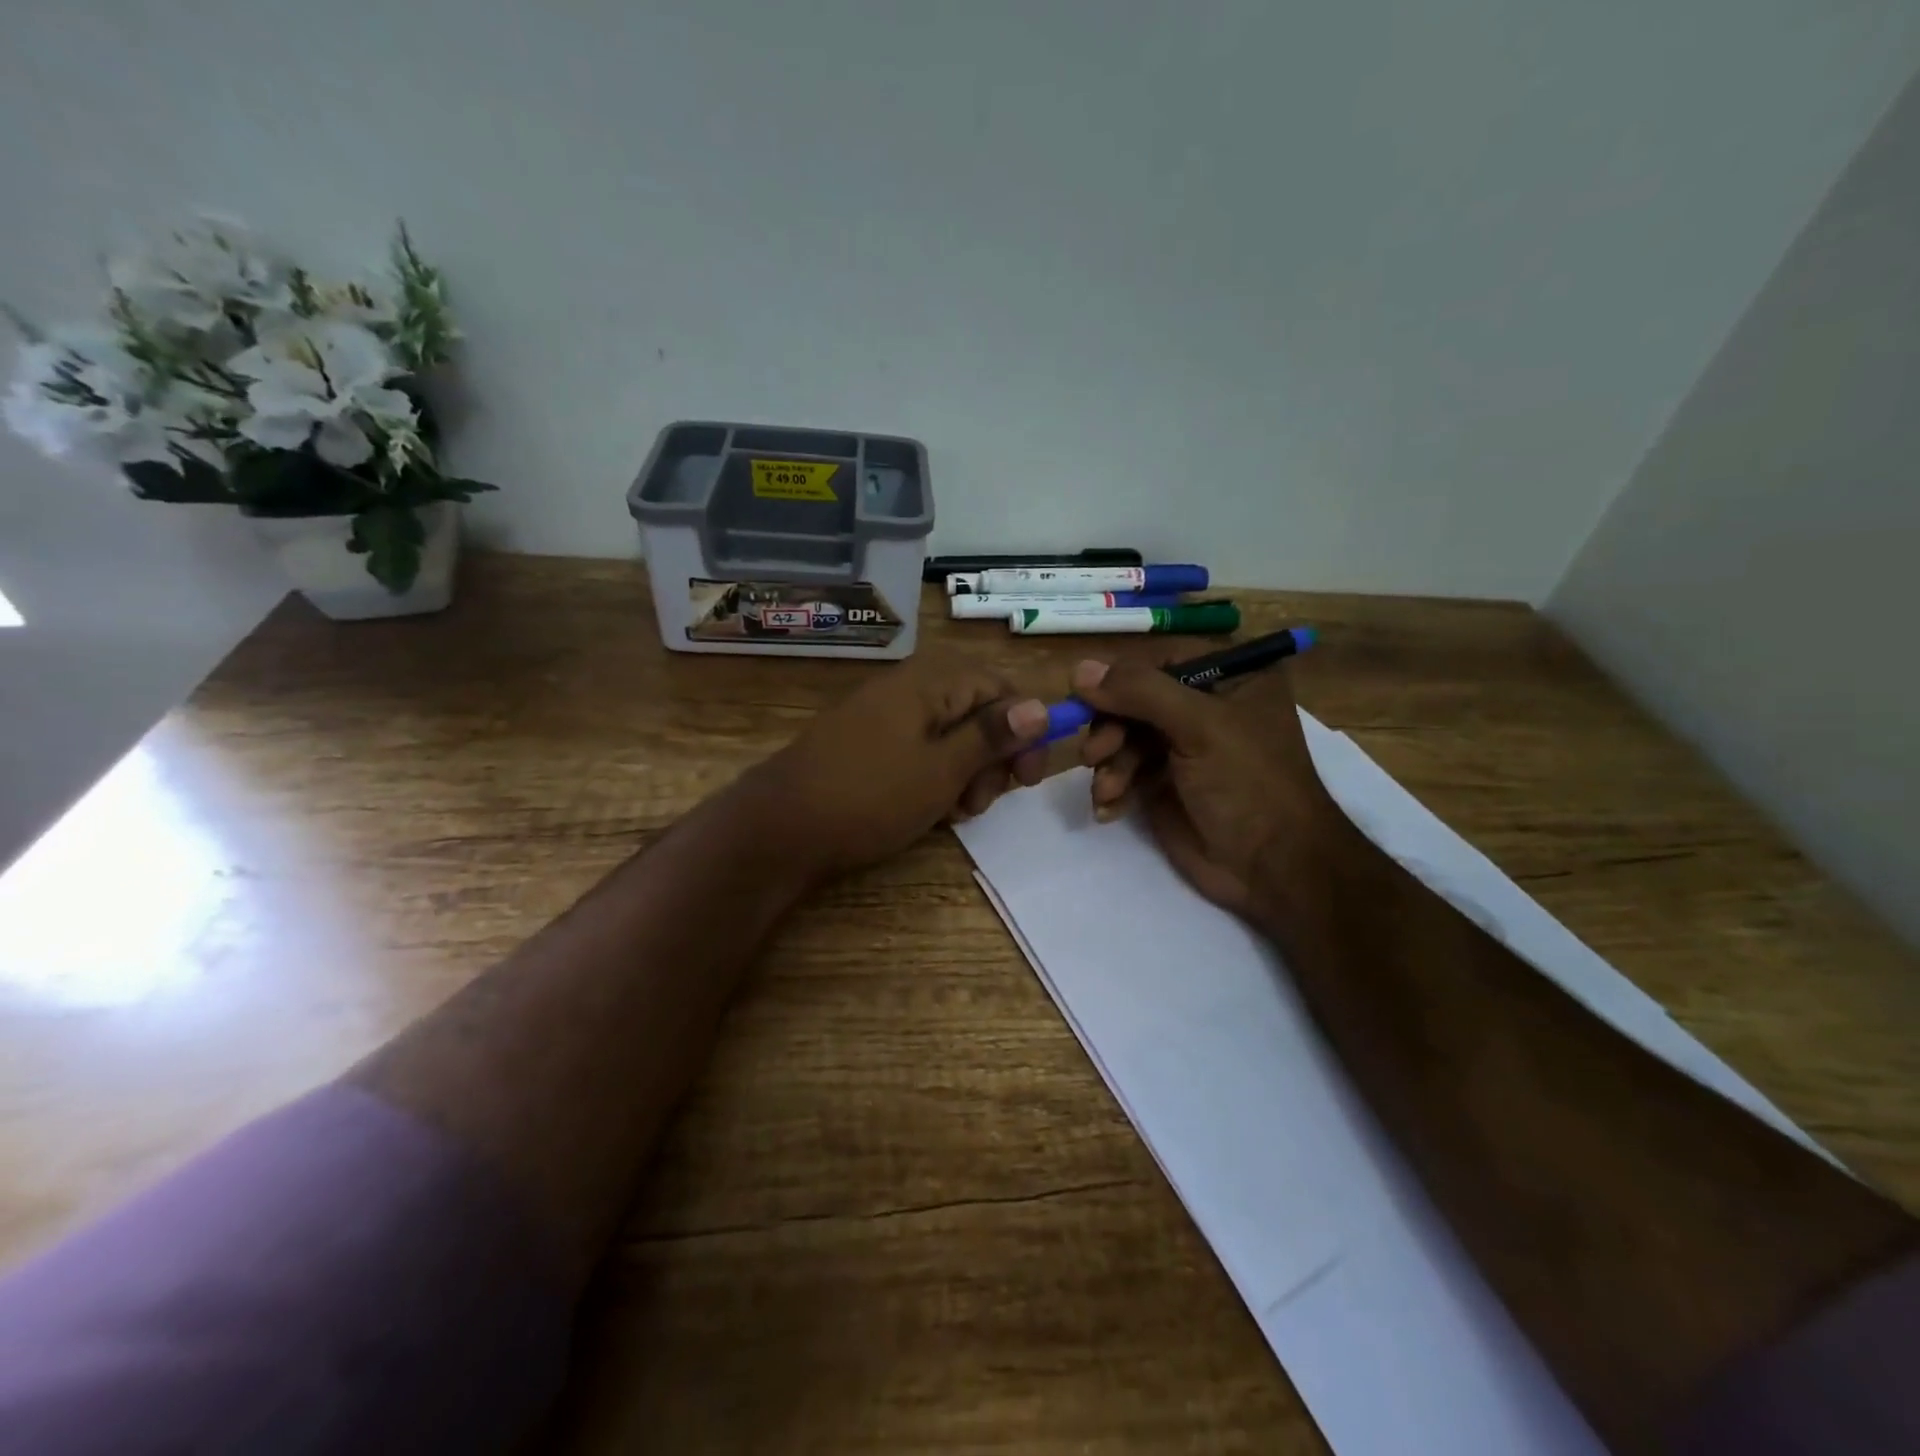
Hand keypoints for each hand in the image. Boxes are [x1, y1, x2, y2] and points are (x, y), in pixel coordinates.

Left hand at [745, 653, 1049, 882]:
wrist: (781, 827)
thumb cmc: (871, 796)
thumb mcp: (942, 769)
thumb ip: (992, 736)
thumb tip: (1041, 706)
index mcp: (930, 681)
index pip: (1000, 687)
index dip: (1025, 728)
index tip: (1030, 777)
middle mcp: (908, 687)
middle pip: (976, 710)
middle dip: (992, 756)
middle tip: (986, 801)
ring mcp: (884, 715)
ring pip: (949, 735)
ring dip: (966, 772)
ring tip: (957, 812)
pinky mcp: (868, 743)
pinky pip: (919, 750)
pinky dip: (935, 777)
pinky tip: (931, 810)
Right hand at [1073, 652, 1351, 925]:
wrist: (1273, 868)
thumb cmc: (1249, 783)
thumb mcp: (1200, 726)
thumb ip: (1140, 691)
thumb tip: (1078, 670)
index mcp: (1228, 676)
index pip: (1158, 659)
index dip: (1118, 679)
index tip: (1084, 699)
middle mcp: (1203, 705)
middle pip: (1133, 699)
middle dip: (1110, 728)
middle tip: (1094, 754)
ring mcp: (1181, 746)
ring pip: (1122, 736)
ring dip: (1108, 763)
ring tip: (1107, 791)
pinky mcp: (1163, 783)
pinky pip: (1122, 771)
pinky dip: (1110, 787)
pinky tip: (1109, 809)